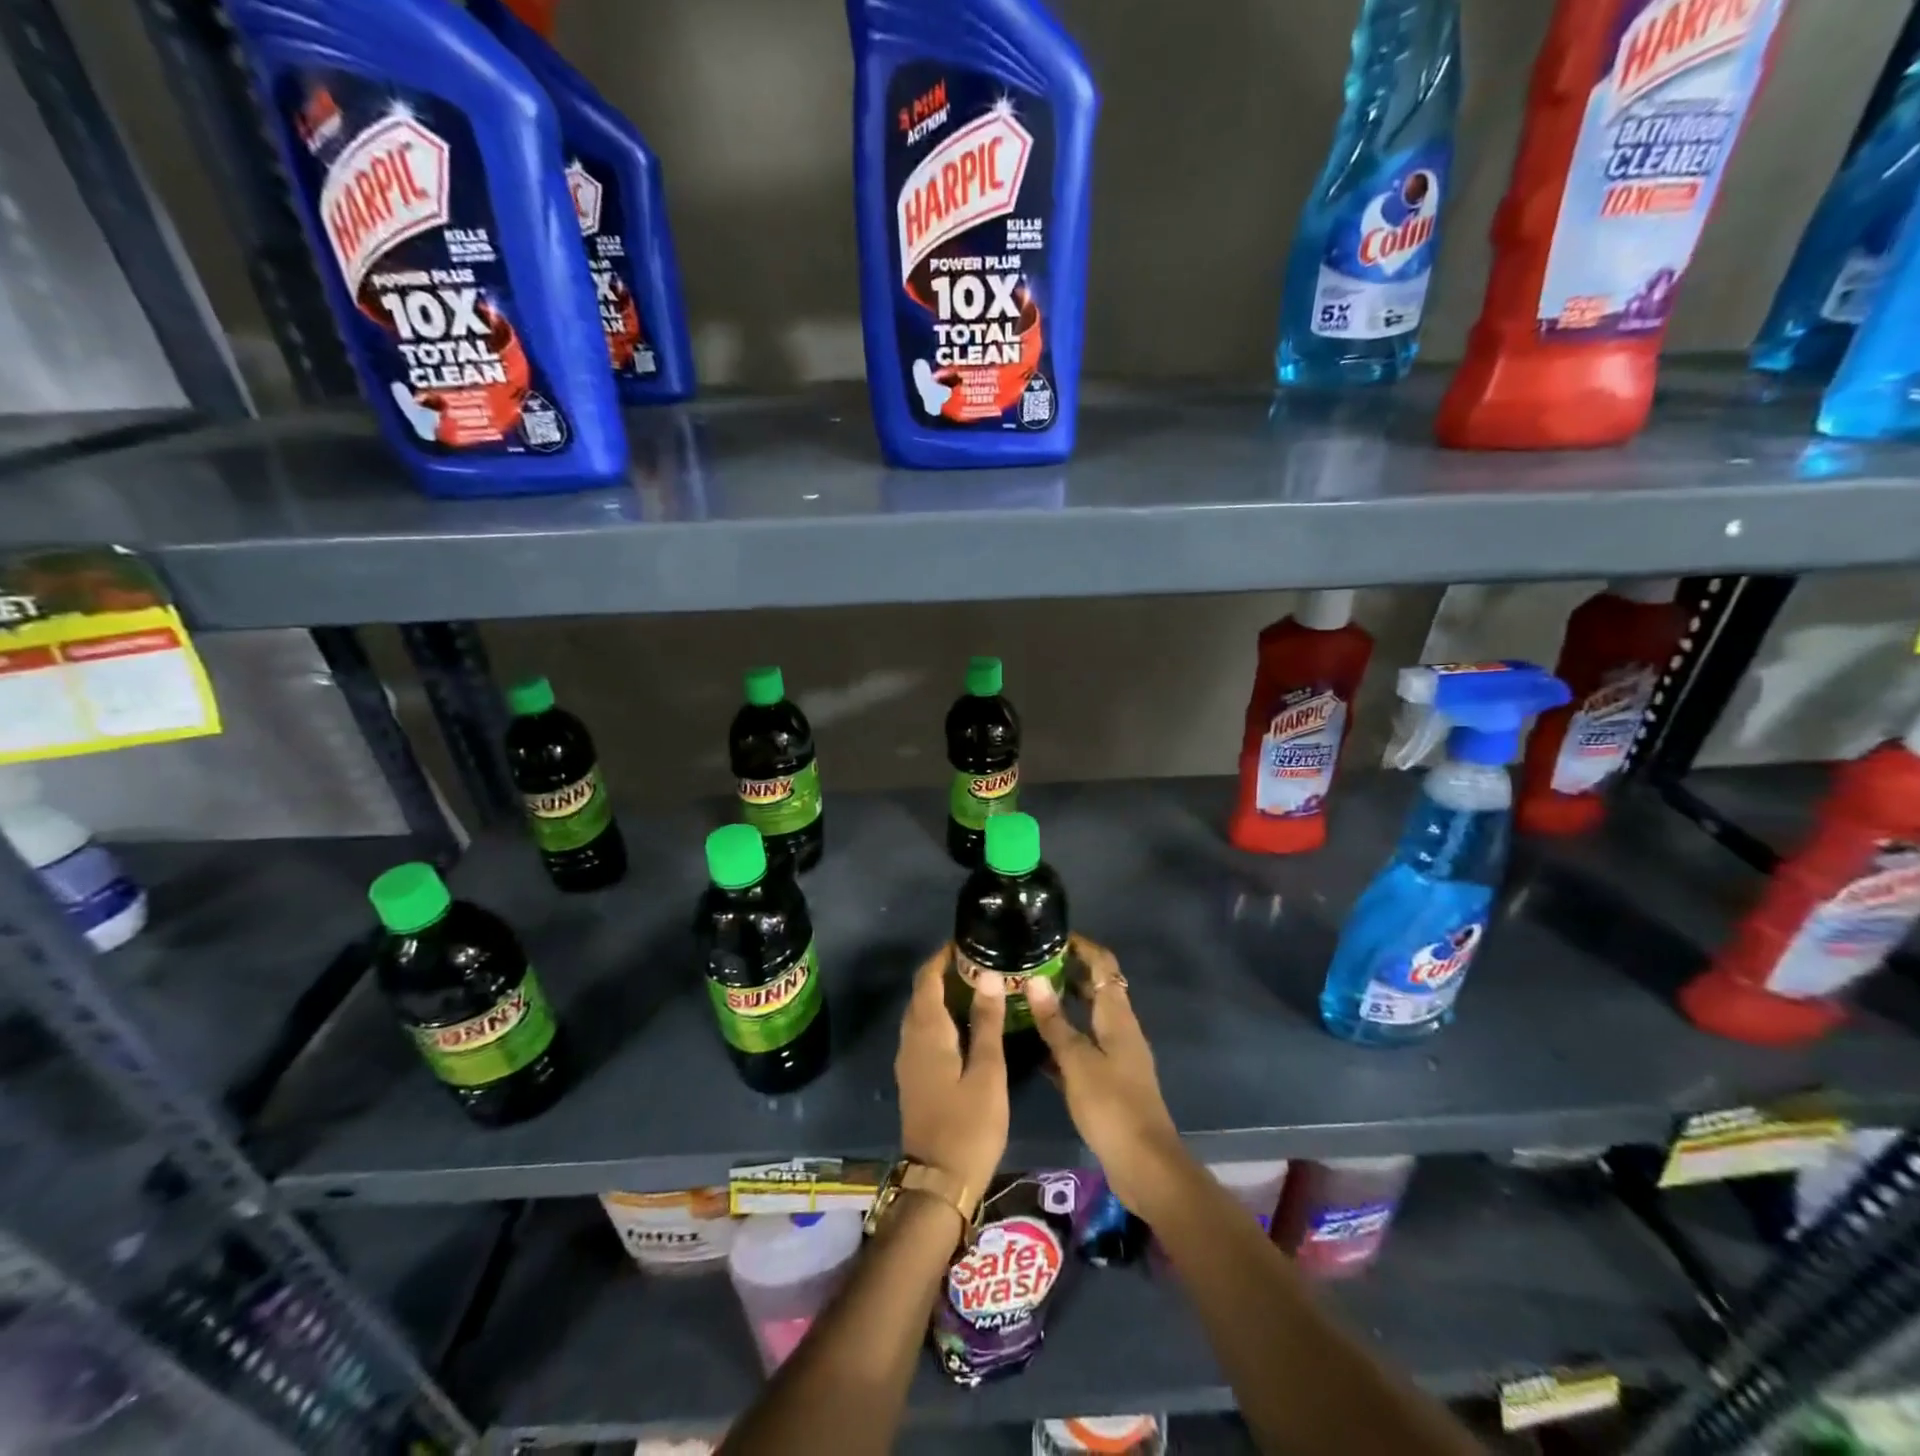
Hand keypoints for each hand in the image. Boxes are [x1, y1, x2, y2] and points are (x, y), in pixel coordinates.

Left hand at [895, 944, 1007, 1205]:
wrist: (938, 1183)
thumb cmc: (968, 1125)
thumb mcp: (987, 1072)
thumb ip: (986, 1022)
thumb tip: (987, 975)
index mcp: (927, 1032)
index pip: (928, 978)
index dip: (944, 956)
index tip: (969, 942)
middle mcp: (910, 1039)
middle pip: (922, 993)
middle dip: (946, 972)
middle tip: (982, 962)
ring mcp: (909, 1060)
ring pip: (922, 1013)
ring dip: (943, 995)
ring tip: (979, 987)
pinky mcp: (915, 1077)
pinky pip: (924, 1032)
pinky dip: (942, 1016)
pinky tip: (967, 1024)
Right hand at [1027, 936, 1183, 1214]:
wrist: (1144, 1165)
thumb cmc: (1111, 1105)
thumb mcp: (1077, 1061)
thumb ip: (1055, 1022)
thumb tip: (1035, 979)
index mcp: (1118, 1016)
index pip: (1104, 965)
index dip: (1082, 947)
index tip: (1052, 935)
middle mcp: (1120, 1029)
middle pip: (1097, 989)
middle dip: (1068, 973)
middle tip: (1030, 965)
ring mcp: (1116, 1056)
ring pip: (1087, 1020)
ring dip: (1063, 1007)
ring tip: (1026, 997)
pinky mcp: (1108, 1082)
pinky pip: (1083, 1048)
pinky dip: (1063, 1040)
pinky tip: (1035, 1045)